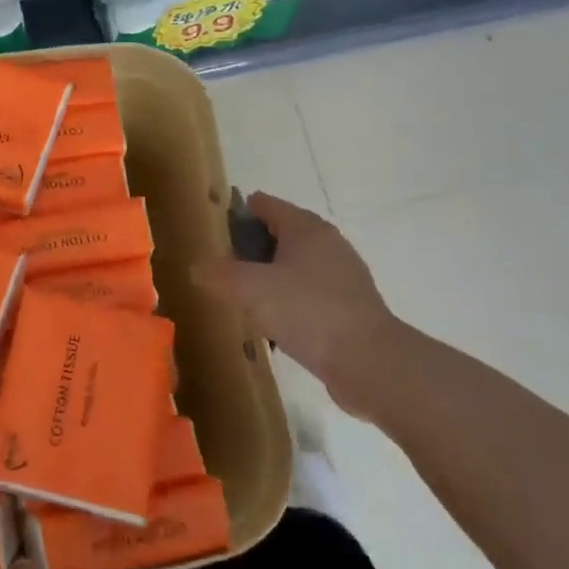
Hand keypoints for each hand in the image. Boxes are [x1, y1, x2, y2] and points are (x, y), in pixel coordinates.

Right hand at [196, 192, 406, 418]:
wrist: (370, 363)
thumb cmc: (307, 311)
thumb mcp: (250, 289)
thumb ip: (219, 274)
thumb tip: (198, 268)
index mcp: (307, 229)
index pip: (268, 205)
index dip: (240, 211)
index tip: (215, 227)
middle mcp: (329, 245)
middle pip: (283, 234)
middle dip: (253, 246)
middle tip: (223, 263)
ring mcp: (343, 278)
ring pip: (296, 266)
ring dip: (270, 275)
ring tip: (242, 293)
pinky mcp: (350, 309)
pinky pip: (309, 294)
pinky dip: (288, 300)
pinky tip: (272, 320)